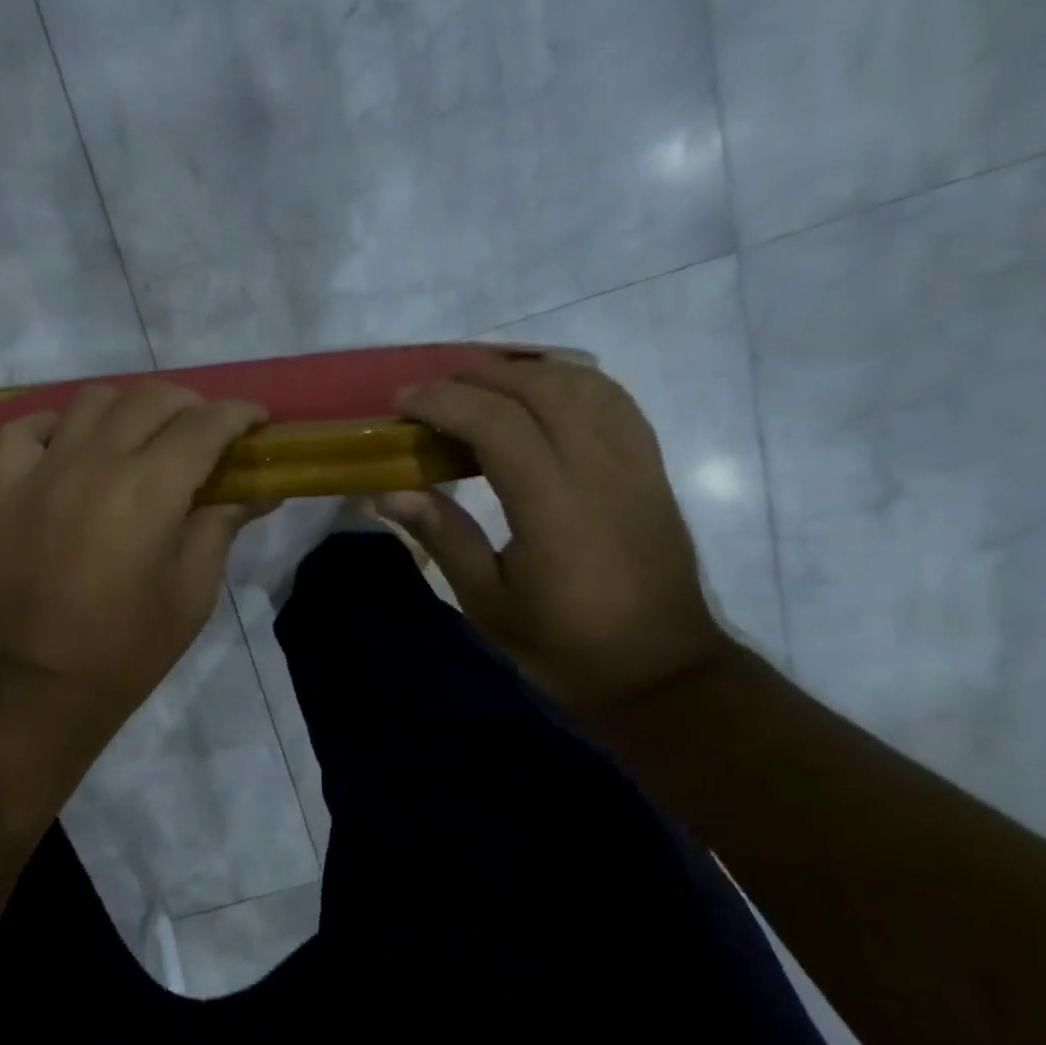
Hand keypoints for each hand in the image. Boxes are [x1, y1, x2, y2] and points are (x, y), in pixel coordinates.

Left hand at [0, 381, 267, 731]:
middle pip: (151, 397)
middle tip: (209, 432)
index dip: (239, 414)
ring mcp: (44, 471)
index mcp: (149, 490)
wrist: (44, 682)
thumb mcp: (194, 590)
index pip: (204, 424)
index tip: (258, 421)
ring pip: (92, 400)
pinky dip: (55, 425)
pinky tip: (74, 444)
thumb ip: (223, 524)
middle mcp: (95, 463)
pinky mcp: (8, 488)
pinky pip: (25, 430)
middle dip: (192, 404)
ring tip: (147, 434)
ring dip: (131, 405)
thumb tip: (258, 489)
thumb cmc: (131, 646)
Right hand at [378, 355, 733, 715]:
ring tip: (478, 387)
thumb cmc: (563, 645)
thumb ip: (442, 535)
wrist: (659, 672)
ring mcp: (635, 464)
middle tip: (431, 392)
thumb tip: (386, 491)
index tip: (402, 402)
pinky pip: (614, 401)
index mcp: (554, 508)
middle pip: (539, 389)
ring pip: (582, 384)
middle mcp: (600, 471)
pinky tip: (540, 396)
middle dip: (477, 376)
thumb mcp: (488, 602)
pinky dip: (569, 383)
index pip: (497, 423)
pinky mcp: (652, 469)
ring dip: (523, 372)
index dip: (444, 402)